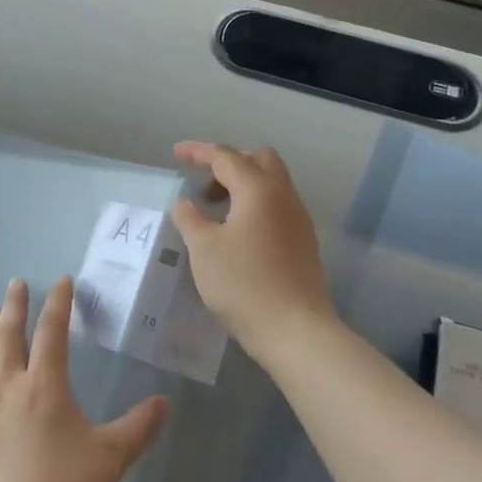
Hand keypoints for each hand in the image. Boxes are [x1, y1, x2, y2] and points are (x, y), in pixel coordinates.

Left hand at [0, 278, 168, 481]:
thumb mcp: (112, 458)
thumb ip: (140, 427)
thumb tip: (165, 403)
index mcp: (45, 387)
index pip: (51, 332)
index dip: (58, 303)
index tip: (62, 281)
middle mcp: (9, 389)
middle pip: (8, 337)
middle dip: (14, 306)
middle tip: (16, 284)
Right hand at [169, 141, 334, 355]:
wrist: (295, 329)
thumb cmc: (243, 284)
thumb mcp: (204, 249)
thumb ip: (190, 218)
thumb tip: (186, 203)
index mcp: (258, 190)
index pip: (226, 157)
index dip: (199, 152)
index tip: (177, 153)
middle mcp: (284, 196)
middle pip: (259, 160)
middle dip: (229, 163)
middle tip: (204, 184)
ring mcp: (298, 219)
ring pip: (272, 183)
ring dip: (243, 185)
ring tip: (216, 211)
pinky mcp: (304, 242)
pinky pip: (277, 207)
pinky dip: (255, 205)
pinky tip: (238, 233)